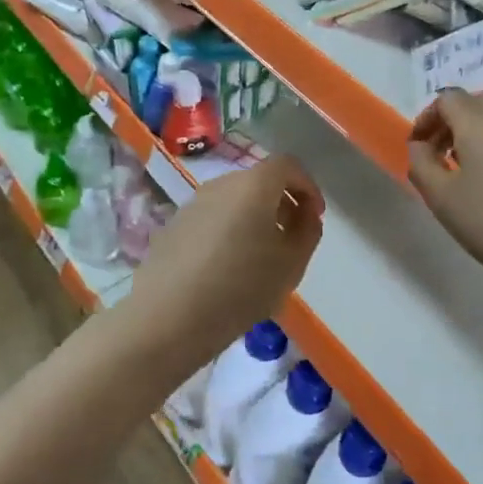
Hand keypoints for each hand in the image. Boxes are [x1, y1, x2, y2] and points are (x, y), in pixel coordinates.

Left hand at [127, 155, 323, 365]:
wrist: (168, 318)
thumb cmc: (240, 288)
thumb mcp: (291, 264)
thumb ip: (307, 231)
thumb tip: (304, 215)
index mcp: (254, 185)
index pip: (287, 165)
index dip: (307, 186)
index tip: (314, 217)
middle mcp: (221, 184)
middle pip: (259, 180)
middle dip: (281, 202)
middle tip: (291, 237)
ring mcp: (193, 203)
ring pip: (234, 199)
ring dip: (254, 217)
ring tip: (260, 256)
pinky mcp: (173, 225)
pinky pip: (212, 217)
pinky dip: (229, 230)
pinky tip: (228, 267)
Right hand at [408, 91, 482, 293]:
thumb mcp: (441, 198)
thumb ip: (421, 164)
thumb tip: (418, 146)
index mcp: (478, 123)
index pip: (448, 99)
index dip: (427, 117)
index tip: (419, 146)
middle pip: (475, 103)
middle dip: (452, 121)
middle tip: (441, 153)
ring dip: (477, 134)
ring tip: (467, 170)